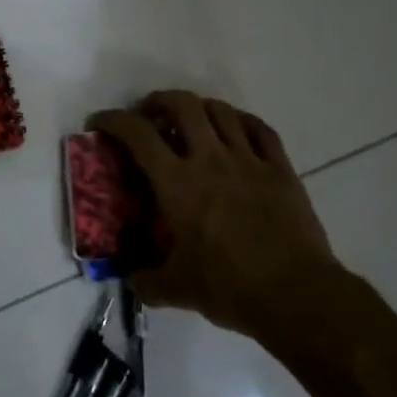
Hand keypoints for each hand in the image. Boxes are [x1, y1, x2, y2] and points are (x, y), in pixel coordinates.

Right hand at [89, 91, 345, 336]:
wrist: (297, 296)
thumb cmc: (229, 288)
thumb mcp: (176, 289)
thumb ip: (146, 281)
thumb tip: (131, 278)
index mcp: (177, 183)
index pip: (137, 134)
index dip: (112, 120)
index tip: (99, 123)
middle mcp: (210, 159)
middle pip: (182, 105)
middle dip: (159, 101)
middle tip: (150, 115)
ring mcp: (249, 160)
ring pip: (221, 111)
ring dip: (199, 108)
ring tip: (191, 120)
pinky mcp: (281, 169)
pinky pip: (260, 129)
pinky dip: (241, 121)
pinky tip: (235, 129)